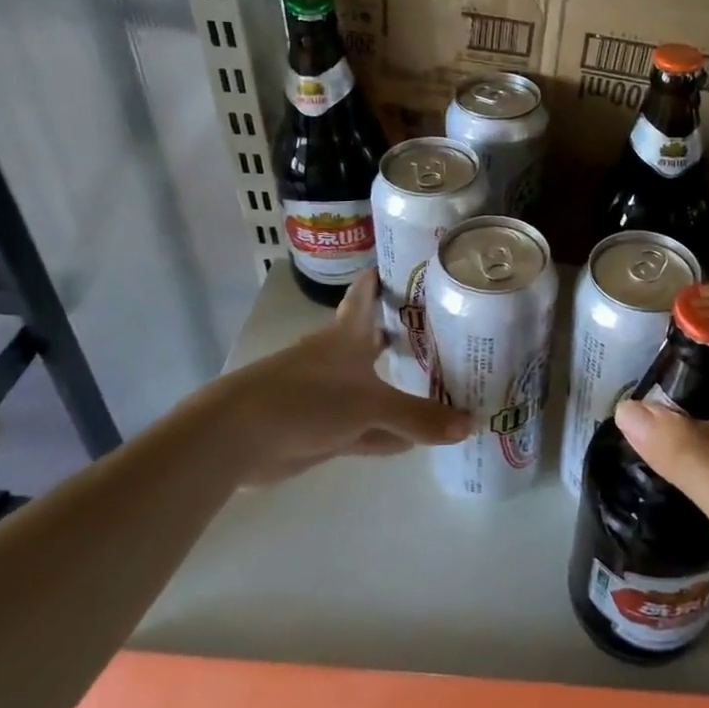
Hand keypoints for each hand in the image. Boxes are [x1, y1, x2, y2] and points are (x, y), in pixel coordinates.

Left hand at [221, 272, 472, 485]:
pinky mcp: (324, 430)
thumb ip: (419, 416)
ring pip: (375, 390)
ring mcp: (330, 397)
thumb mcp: (370, 405)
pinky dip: (390, 434)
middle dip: (403, 338)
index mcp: (346, 336)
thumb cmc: (306, 399)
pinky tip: (416, 442)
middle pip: (376, 343)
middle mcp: (339, 360)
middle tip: (445, 331)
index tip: (406, 265)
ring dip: (402, 392)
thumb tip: (471, 425)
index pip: (366, 296)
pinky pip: (368, 429)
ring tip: (444, 386)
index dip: (382, 279)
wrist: (238, 438)